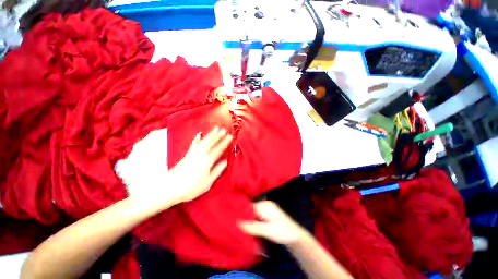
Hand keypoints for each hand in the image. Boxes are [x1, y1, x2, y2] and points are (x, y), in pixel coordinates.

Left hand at [116, 127, 231, 210]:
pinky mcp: (188, 154)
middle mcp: (201, 154)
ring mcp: (194, 152)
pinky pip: (194, 143)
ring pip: (204, 140)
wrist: (170, 188)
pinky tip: (199, 133)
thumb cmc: (191, 187)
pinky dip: (197, 138)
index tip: (230, 136)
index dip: (225, 142)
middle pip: (212, 142)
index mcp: (208, 160)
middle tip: (224, 129)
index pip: (219, 149)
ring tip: (216, 128)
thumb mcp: (208, 182)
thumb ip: (217, 170)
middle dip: (218, 135)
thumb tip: (226, 161)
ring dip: (211, 134)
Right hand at [238, 201, 308, 244]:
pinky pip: (256, 216)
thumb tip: (238, 223)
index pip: (249, 207)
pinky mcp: (267, 215)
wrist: (295, 236)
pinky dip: (252, 220)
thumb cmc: (282, 232)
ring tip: (238, 226)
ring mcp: (266, 210)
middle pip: (250, 209)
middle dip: (243, 216)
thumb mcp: (268, 230)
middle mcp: (265, 205)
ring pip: (253, 213)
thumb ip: (253, 227)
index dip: (240, 212)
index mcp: (265, 205)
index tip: (231, 219)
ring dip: (247, 219)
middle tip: (233, 224)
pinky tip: (248, 226)